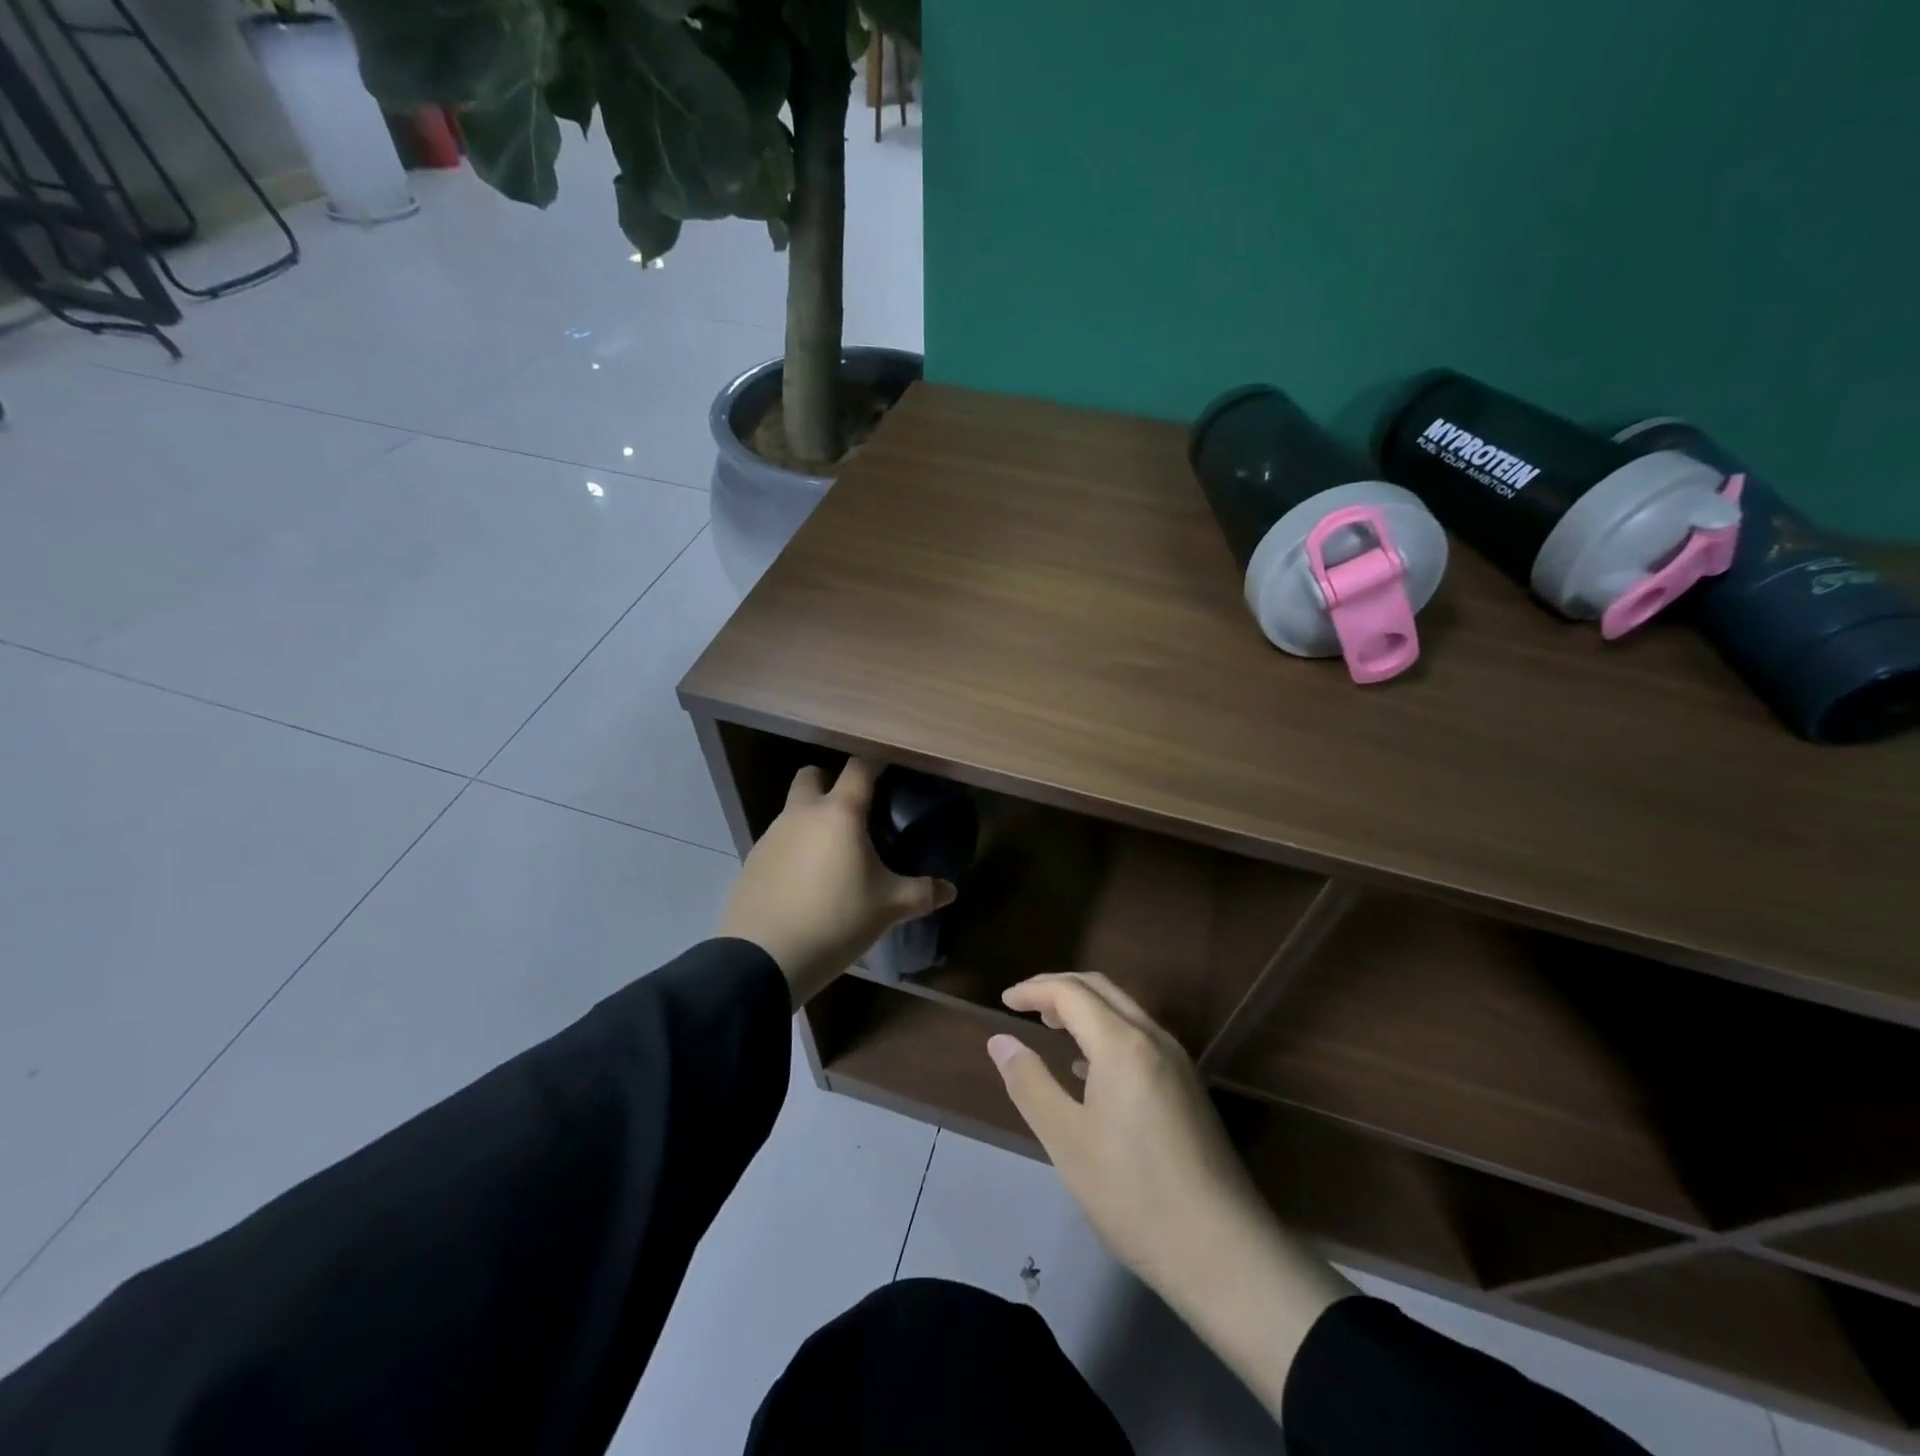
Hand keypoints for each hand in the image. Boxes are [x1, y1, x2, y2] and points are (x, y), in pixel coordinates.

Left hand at [718, 759, 955, 1006]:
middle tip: (852, 812)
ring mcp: (772, 836)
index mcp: (839, 813)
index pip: (858, 769)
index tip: (888, 775)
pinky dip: (794, 849)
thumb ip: (922, 893)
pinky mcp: (752, 861)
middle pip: (811, 776)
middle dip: (829, 783)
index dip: (874, 766)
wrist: (764, 957)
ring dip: (812, 820)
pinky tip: (806, 883)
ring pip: (793, 810)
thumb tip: (950, 890)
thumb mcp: (887, 907)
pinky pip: (779, 841)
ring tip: (833, 856)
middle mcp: (802, 814)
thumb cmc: (836, 919)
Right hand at [986, 973, 1351, 1418]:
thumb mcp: (1067, 1140)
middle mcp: (1153, 1038)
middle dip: (1059, 989)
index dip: (1033, 990)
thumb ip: (1029, 1083)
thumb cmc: (1133, 1194)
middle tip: (1025, 1007)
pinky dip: (1106, 1033)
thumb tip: (1000, 1040)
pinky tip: (1088, 1069)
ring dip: (1084, 1009)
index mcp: (1122, 1043)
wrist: (1224, 1251)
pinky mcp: (1187, 1086)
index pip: (1070, 992)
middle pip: (1100, 989)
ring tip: (1051, 1028)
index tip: (1004, 1002)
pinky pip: (1139, 1036)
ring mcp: (1177, 1061)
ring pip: (1123, 1010)